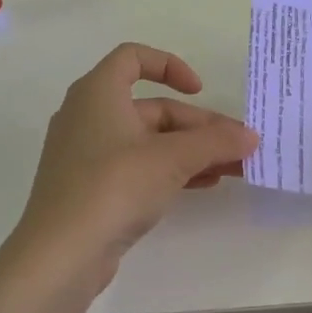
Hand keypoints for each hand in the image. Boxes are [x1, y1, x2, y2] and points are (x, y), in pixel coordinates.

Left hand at [8, 43, 257, 295]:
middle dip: (198, 125)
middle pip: (152, 107)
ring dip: (191, 151)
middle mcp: (88, 115)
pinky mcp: (91, 188)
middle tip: (237, 147)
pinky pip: (137, 166)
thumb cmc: (114, 186)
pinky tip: (203, 185)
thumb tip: (251, 136)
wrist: (61, 255)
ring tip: (232, 169)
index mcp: (98, 92)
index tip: (200, 90)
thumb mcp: (172, 158)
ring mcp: (87, 155)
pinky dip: (170, 170)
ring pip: (148, 141)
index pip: (133, 57)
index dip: (170, 66)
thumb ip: (215, 142)